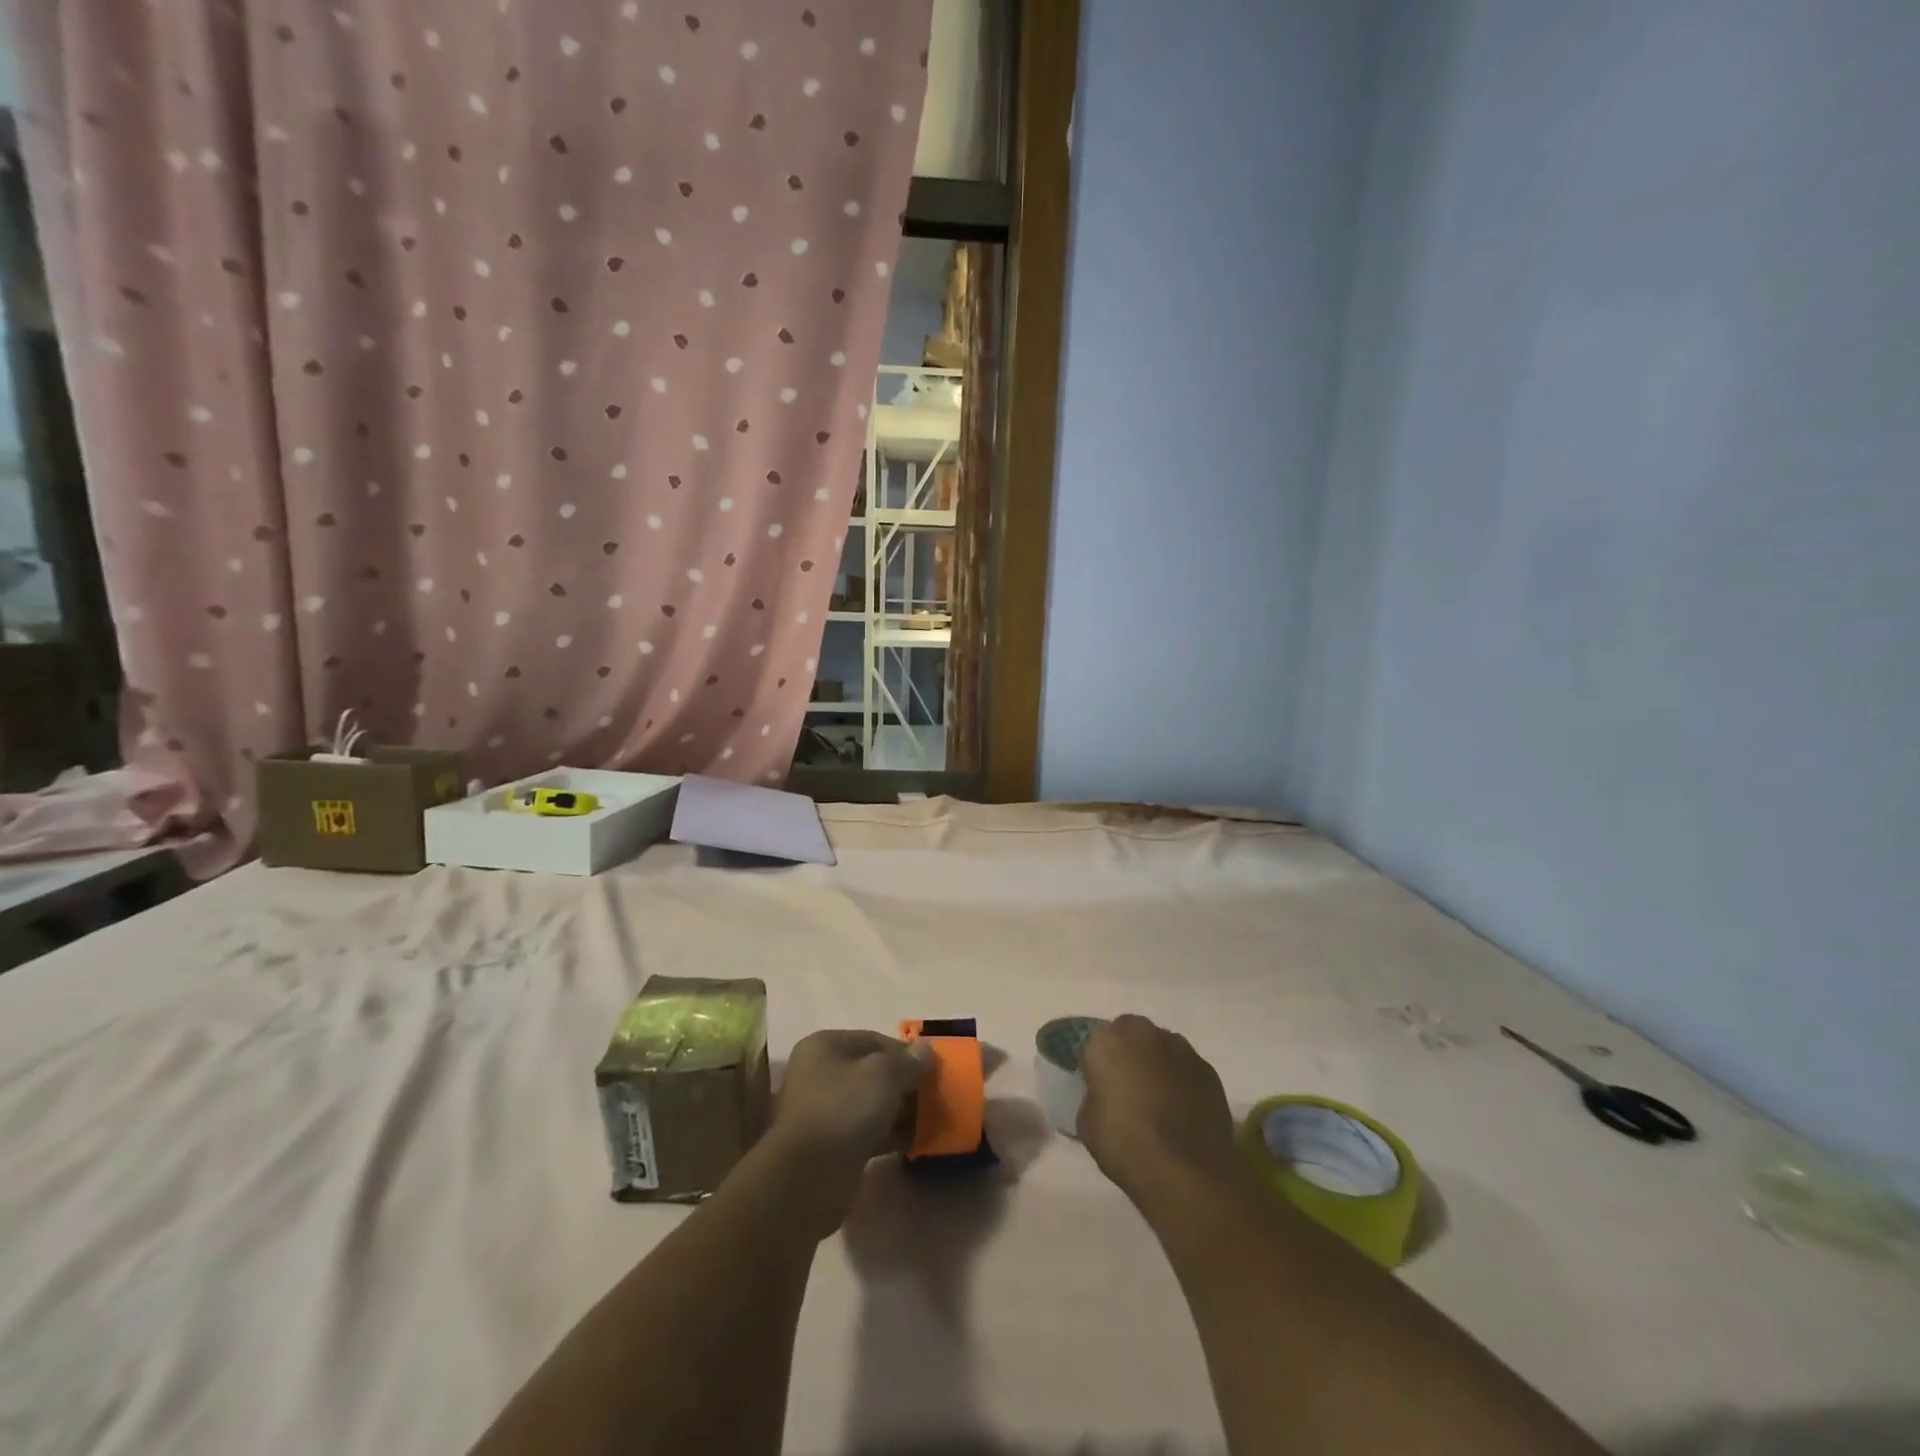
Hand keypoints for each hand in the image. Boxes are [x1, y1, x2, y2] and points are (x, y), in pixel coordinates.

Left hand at [764, 1030, 933, 1231]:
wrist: (808, 1177)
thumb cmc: (844, 1108)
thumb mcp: (884, 1075)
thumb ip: (908, 1061)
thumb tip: (926, 1050)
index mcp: (825, 1046)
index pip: (874, 1039)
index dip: (905, 1052)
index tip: (932, 1068)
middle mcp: (819, 1073)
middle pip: (871, 1072)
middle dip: (903, 1083)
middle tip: (933, 1095)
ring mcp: (822, 1111)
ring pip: (870, 1103)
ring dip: (899, 1110)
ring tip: (929, 1119)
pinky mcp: (830, 1145)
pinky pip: (866, 1131)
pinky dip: (888, 1134)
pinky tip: (913, 1141)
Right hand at [1078, 1015, 1241, 1210]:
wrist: (1185, 1171)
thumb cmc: (1126, 1144)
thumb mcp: (1087, 1125)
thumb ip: (1092, 1097)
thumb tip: (1103, 1097)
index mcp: (1107, 1042)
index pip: (1096, 1044)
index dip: (1098, 1066)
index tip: (1101, 1089)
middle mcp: (1144, 1033)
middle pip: (1132, 1035)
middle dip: (1130, 1054)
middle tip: (1129, 1089)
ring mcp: (1180, 1049)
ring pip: (1162, 1048)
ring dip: (1158, 1064)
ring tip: (1160, 1101)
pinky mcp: (1208, 1069)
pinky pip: (1187, 1068)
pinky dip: (1183, 1082)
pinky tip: (1183, 1111)